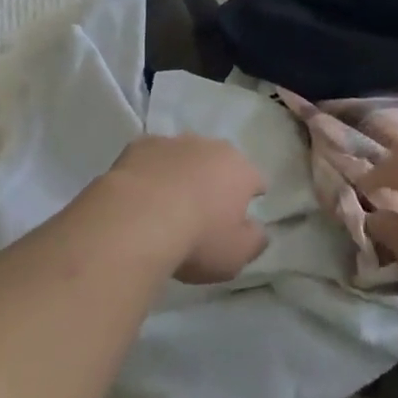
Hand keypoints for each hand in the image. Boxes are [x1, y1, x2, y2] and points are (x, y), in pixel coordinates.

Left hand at [104, 135, 267, 284]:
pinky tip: (142, 193)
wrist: (138, 219)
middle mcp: (211, 146)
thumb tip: (259, 229)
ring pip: (186, 155)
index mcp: (240, 170)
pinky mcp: (142, 144)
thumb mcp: (236, 255)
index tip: (241, 215)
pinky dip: (152, 170)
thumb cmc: (197, 240)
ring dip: (183, 172)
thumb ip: (254, 240)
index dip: (251, 196)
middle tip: (204, 210)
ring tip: (169, 202)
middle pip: (220, 162)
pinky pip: (153, 156)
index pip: (256, 179)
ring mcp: (175, 141)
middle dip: (216, 179)